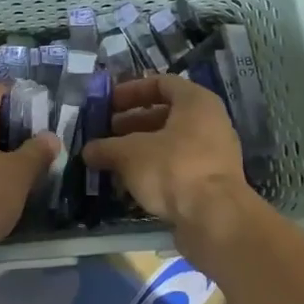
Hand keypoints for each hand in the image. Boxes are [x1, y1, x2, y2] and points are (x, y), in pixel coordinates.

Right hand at [81, 74, 258, 257]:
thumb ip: (106, 148)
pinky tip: (132, 183)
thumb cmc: (173, 169)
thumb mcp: (130, 154)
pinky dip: (155, 169)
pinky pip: (179, 165)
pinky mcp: (212, 182)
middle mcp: (210, 121)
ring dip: (141, 148)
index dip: (132, 91)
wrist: (216, 220)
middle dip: (133, 122)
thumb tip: (87, 151)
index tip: (109, 104)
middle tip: (107, 133)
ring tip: (113, 159)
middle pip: (166, 113)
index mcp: (196, 101)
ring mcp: (214, 153)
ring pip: (172, 142)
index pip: (161, 83)